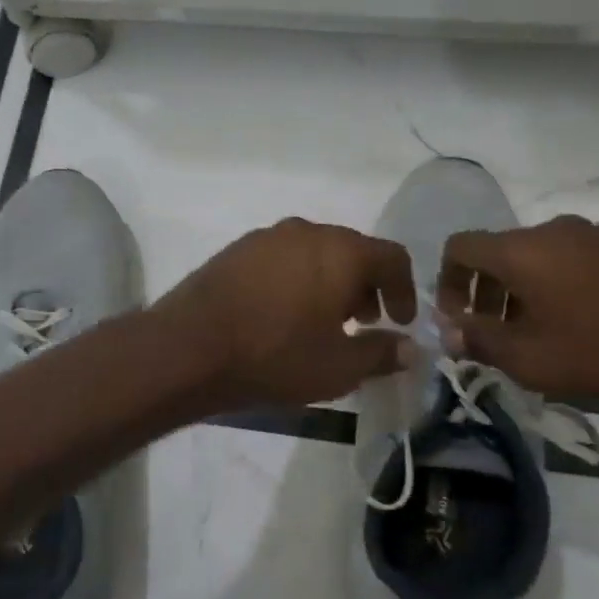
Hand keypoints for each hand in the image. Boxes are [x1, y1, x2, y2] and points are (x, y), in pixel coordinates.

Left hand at [155, 218, 418, 409]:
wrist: (189, 347)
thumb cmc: (275, 355)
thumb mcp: (339, 367)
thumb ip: (381, 353)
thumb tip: (409, 348)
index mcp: (341, 251)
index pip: (392, 257)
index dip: (405, 290)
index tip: (401, 321)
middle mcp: (306, 231)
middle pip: (352, 251)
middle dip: (366, 286)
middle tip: (363, 323)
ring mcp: (266, 237)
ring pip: (315, 253)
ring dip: (330, 283)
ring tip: (323, 322)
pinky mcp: (235, 250)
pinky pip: (282, 259)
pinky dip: (297, 280)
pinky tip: (283, 314)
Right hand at [439, 216, 598, 399]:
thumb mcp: (531, 358)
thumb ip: (479, 340)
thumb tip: (448, 332)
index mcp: (522, 250)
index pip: (460, 247)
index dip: (445, 282)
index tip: (456, 320)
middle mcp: (552, 230)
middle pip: (496, 252)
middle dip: (483, 293)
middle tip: (490, 335)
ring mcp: (591, 235)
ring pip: (533, 257)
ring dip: (518, 292)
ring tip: (531, 336)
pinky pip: (567, 260)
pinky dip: (552, 286)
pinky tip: (573, 325)